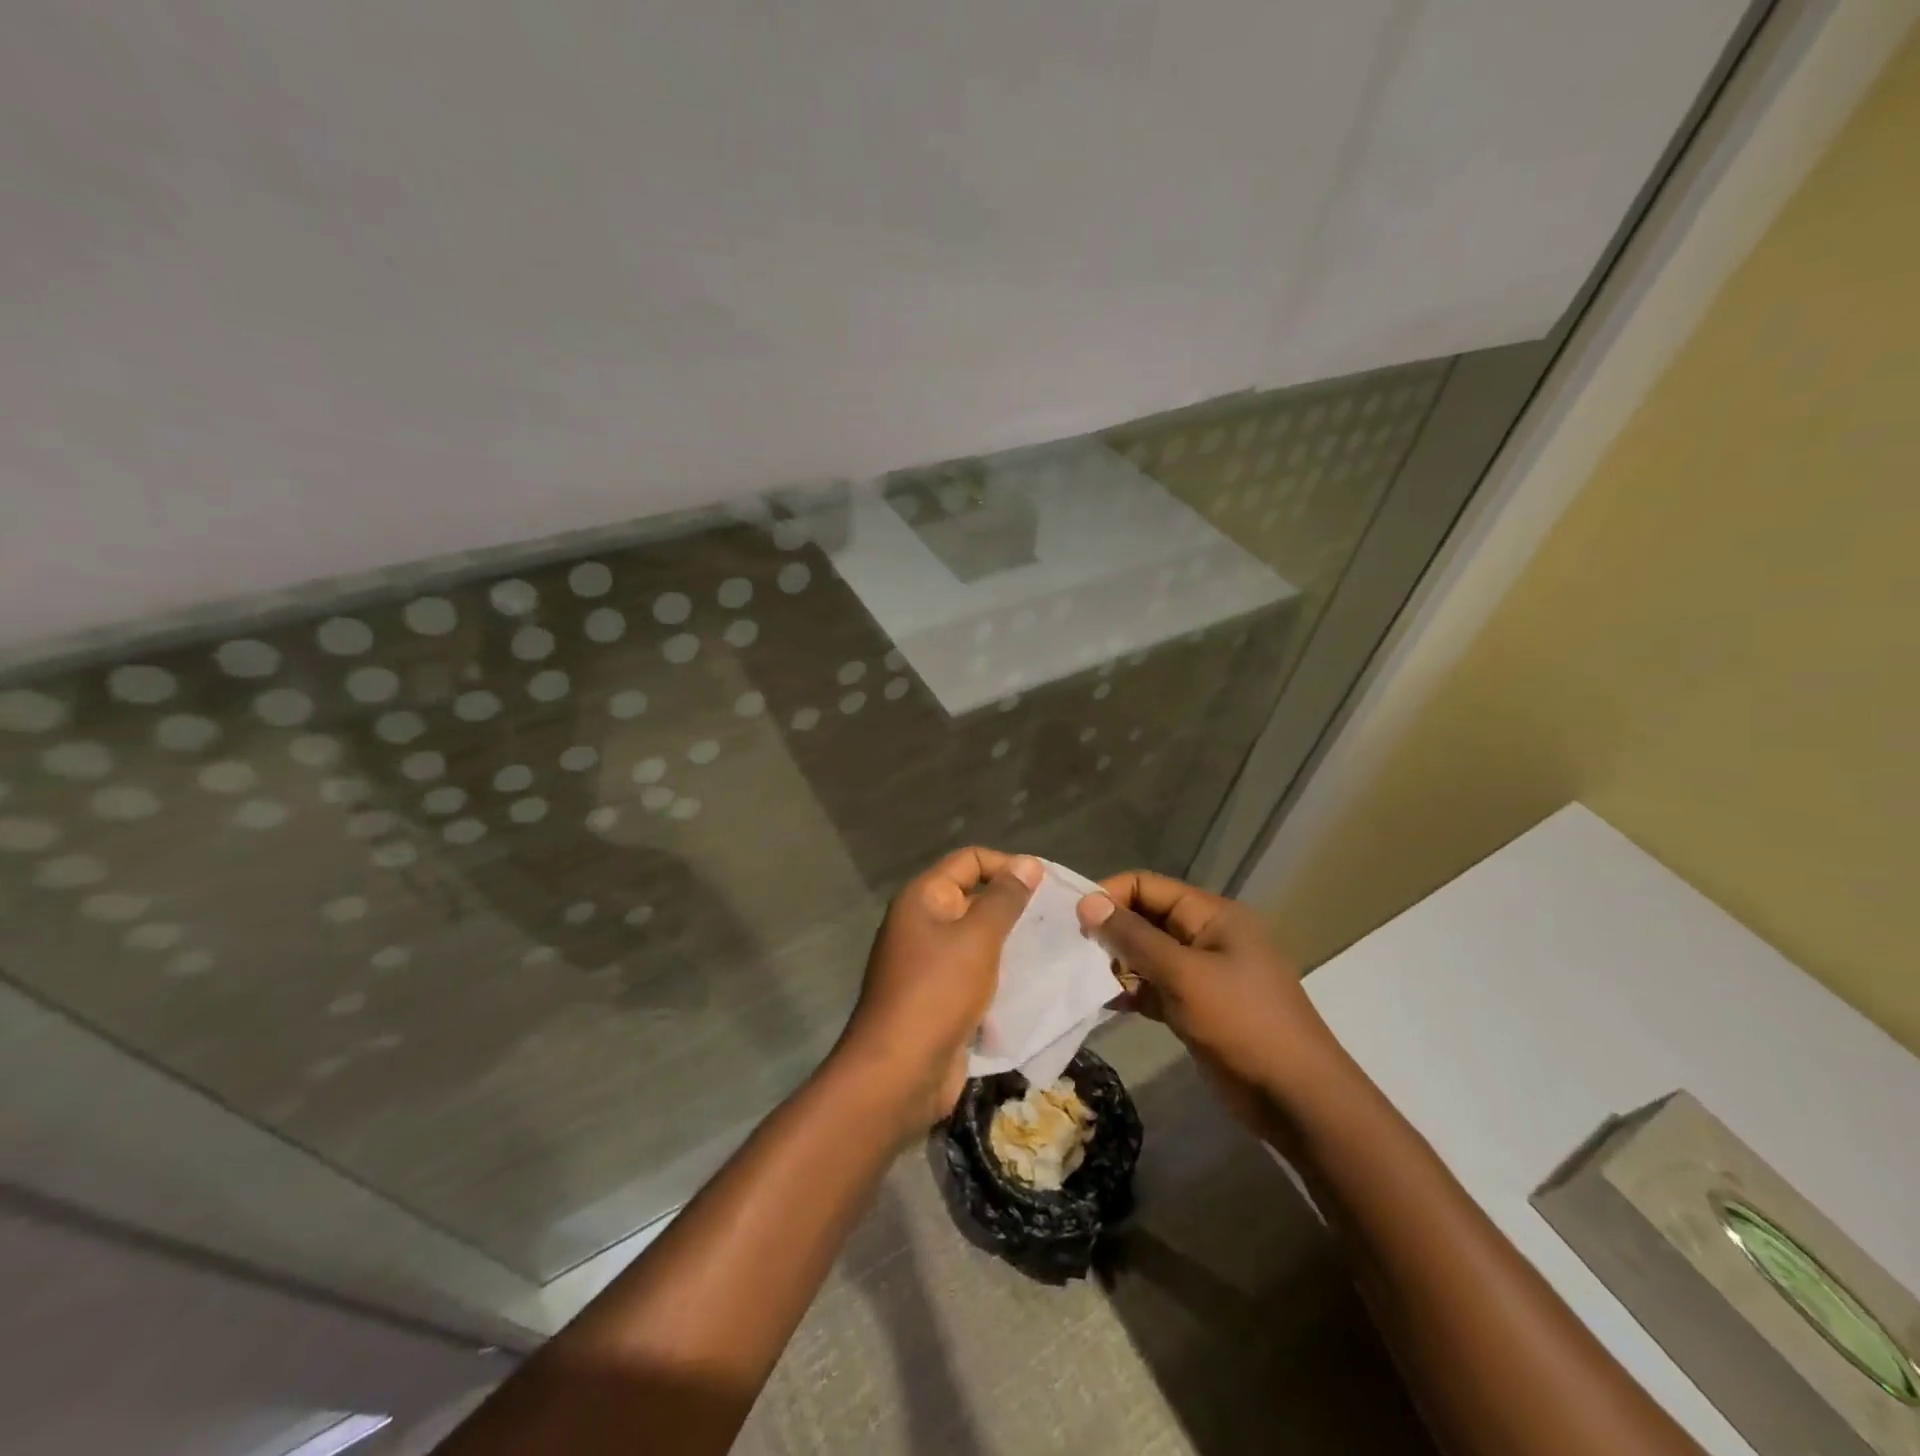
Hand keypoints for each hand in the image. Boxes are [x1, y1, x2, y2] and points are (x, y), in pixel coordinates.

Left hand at [833, 848, 1041, 1133]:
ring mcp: (929, 963)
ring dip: (1012, 943)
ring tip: (1056, 948)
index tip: (1047, 885)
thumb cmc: (937, 993)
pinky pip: (976, 973)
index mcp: (923, 899)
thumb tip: (1028, 863)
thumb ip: (1005, 899)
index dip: (1007, 865)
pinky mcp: (940, 997)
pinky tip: (1036, 982)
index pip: (969, 860)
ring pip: (978, 939)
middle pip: (974, 898)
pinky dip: (1002, 974)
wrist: (899, 1073)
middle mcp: (922, 923)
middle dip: (1014, 906)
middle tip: (1059, 919)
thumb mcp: (977, 939)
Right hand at [1077, 871, 1334, 1131]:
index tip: (1074, 919)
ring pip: (1148, 955)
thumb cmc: (1243, 1023)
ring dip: (1116, 963)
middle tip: (1070, 949)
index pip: (1148, 886)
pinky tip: (1102, 1002)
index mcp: (1212, 915)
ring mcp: (1202, 973)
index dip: (1110, 895)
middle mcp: (1206, 936)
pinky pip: (1155, 987)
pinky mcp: (1197, 1007)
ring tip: (1079, 976)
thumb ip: (1133, 937)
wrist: (1297, 1099)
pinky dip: (1131, 991)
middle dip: (1110, 930)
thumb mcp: (1183, 975)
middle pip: (1146, 918)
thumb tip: (1087, 901)